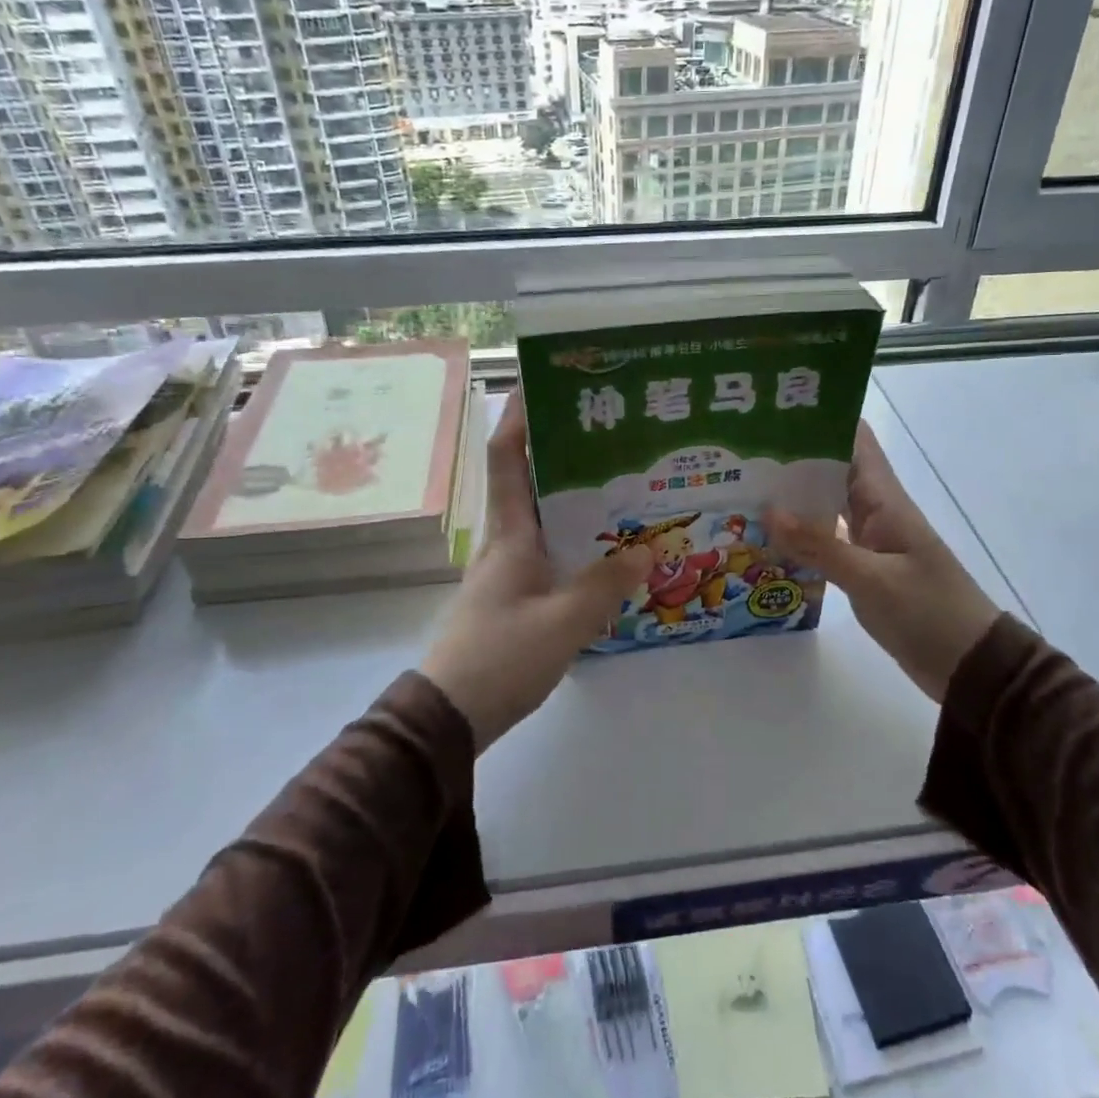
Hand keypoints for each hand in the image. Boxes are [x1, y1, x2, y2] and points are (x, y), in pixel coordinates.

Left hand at [423, 392, 651, 752]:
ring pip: (540, 517)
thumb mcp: (564, 622)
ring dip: (570, 495)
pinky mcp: (513, 596)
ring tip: (618, 482)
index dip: (518, 416)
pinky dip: (573, 538)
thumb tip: (647, 549)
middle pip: (527, 480)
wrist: (450, 716)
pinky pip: (548, 551)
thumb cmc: (501, 656)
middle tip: (607, 432)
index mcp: (509, 533)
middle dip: (559, 449)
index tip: (541, 381)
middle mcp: (504, 542)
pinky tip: (605, 549)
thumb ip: (607, 585)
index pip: (506, 458)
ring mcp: (507, 570)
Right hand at [767, 423, 999, 703]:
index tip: (775, 411)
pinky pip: (827, 538)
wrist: (970, 664)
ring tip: (743, 487)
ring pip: (826, 504)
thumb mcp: (872, 579)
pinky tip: (769, 536)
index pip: (855, 440)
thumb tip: (768, 510)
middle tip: (740, 453)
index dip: (821, 418)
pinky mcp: (863, 566)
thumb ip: (820, 546)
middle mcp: (875, 510)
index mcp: (885, 500)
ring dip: (792, 496)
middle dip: (792, 457)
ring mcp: (870, 539)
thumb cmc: (929, 612)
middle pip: (832, 469)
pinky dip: (801, 533)